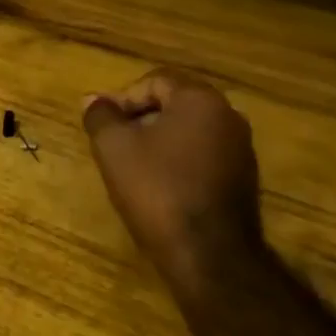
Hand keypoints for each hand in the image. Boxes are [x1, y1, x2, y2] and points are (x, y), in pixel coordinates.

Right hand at [82, 68, 262, 287]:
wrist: (209, 255)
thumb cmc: (157, 190)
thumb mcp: (114, 148)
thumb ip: (100, 116)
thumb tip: (92, 100)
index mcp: (200, 100)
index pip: (155, 80)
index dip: (123, 98)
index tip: (104, 126)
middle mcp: (228, 116)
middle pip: (175, 103)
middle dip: (140, 119)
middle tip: (115, 143)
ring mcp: (241, 149)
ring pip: (190, 131)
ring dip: (159, 141)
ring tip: (133, 167)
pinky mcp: (243, 179)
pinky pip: (203, 155)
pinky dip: (179, 162)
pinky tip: (160, 187)